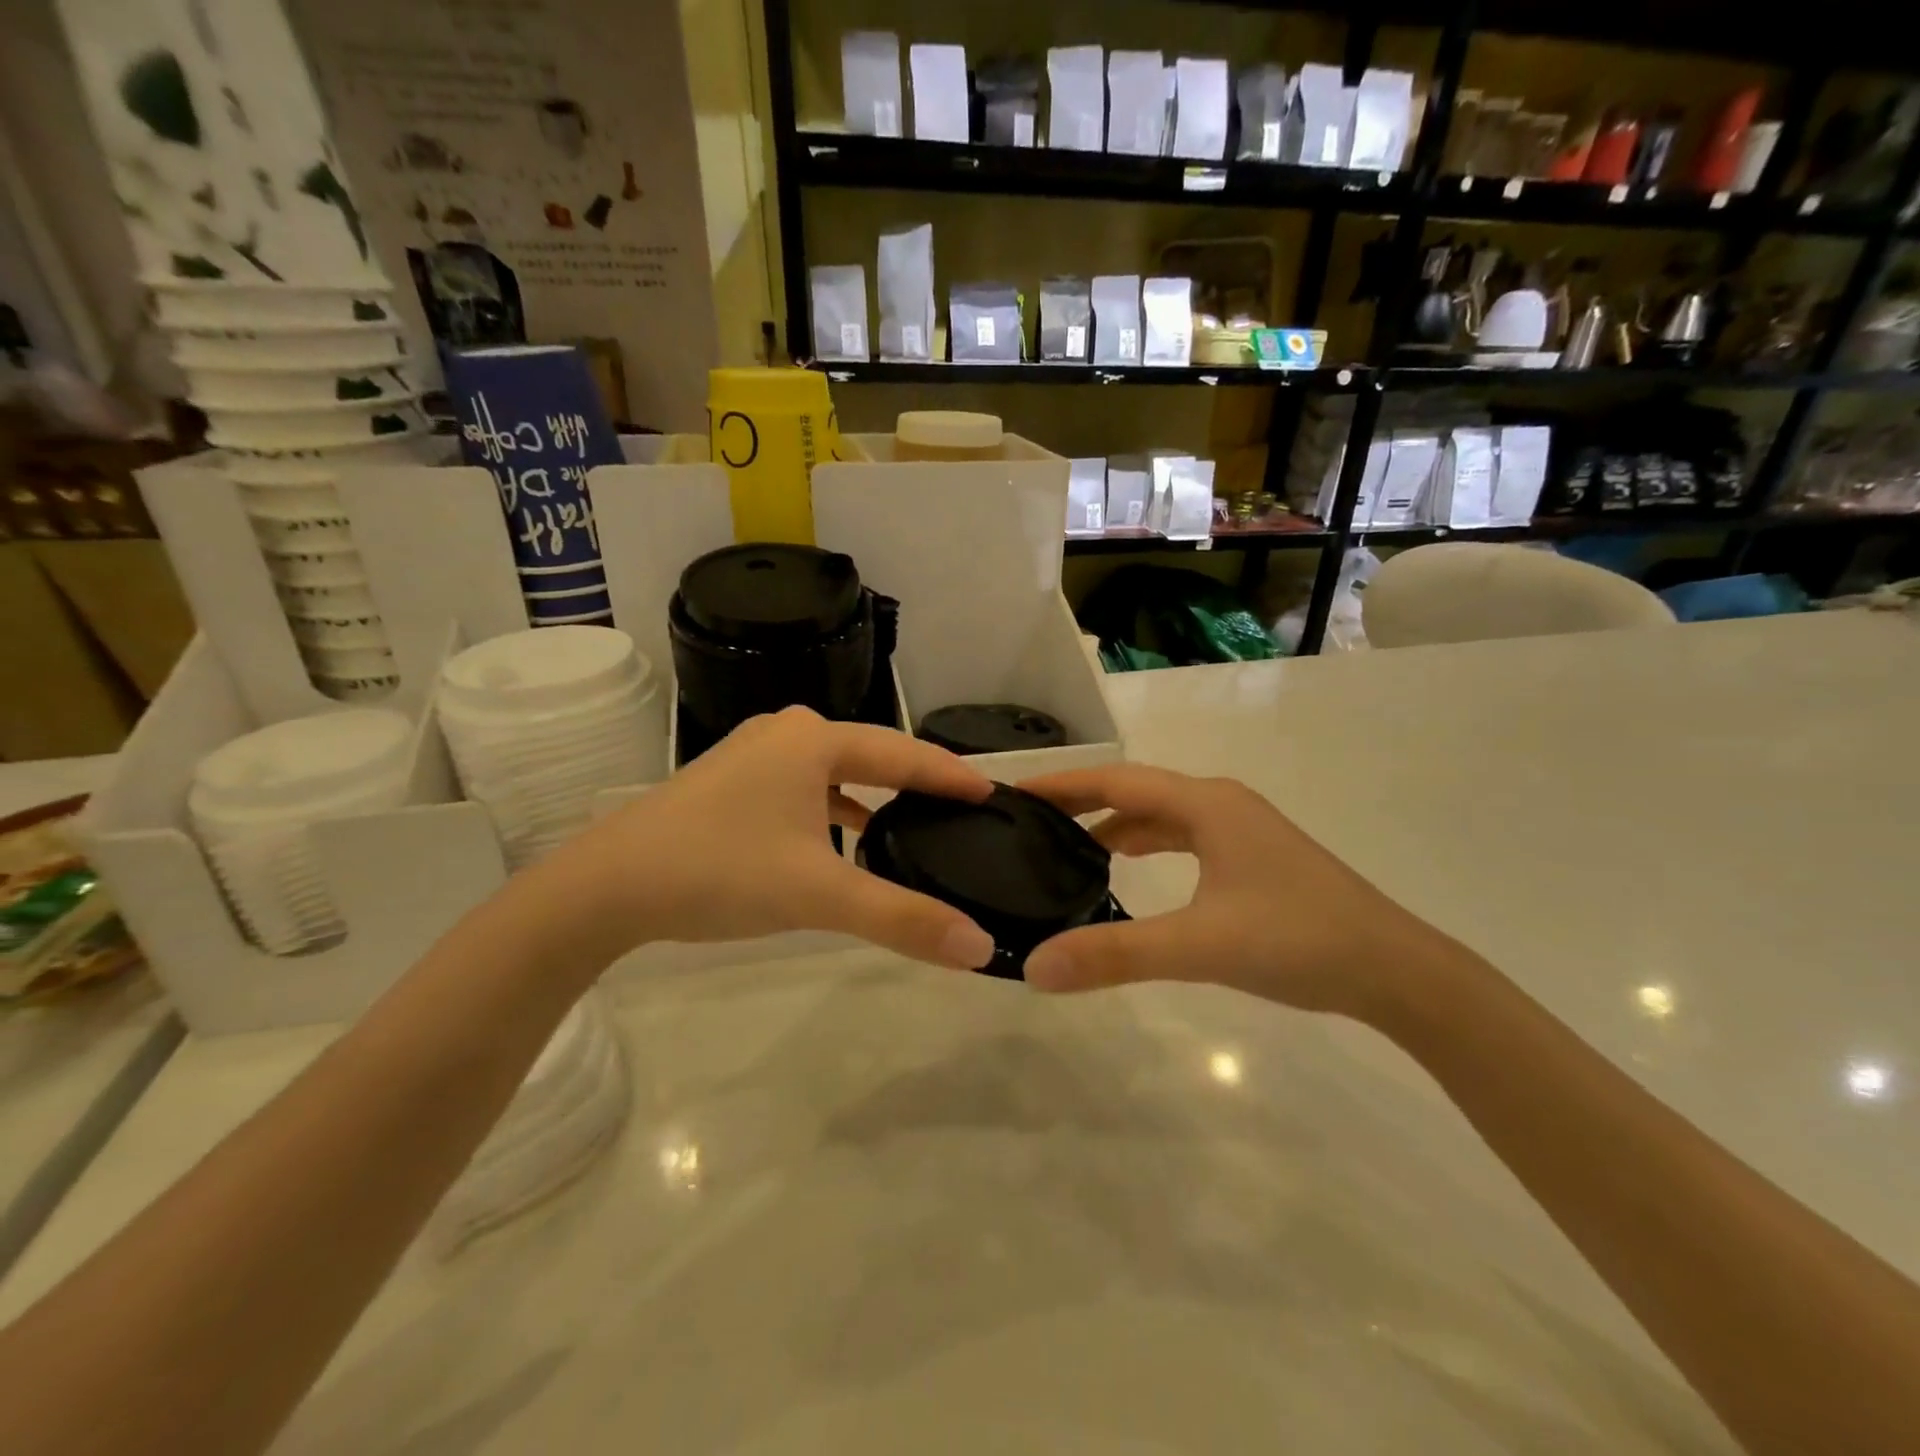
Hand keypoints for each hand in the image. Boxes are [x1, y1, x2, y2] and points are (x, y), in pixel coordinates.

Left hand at [538, 707, 997, 968]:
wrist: (605, 887)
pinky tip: (843, 843)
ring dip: (872, 799)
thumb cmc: (720, 871)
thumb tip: (979, 947)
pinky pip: (802, 791)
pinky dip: (832, 812)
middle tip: (961, 810)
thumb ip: (901, 918)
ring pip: (833, 774)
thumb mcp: (818, 894)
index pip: (904, 753)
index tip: (995, 793)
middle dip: (916, 784)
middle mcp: (785, 733)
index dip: (951, 776)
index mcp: (813, 740)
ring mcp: (752, 755)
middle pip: (870, 757)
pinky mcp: (730, 784)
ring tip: (912, 827)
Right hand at [1020, 764, 1441, 1017]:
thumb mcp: (1199, 946)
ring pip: (1161, 814)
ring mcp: (1241, 828)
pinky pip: (1183, 836)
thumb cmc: (1298, 941)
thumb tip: (1035, 966)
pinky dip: (1147, 843)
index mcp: (1205, 804)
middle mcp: (1220, 803)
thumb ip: (1115, 955)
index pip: (1115, 781)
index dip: (1062, 784)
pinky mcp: (1253, 856)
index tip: (1014, 793)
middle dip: (1081, 802)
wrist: (1397, 970)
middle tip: (1029, 821)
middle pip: (1134, 791)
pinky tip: (1130, 865)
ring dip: (1114, 823)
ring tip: (1067, 845)